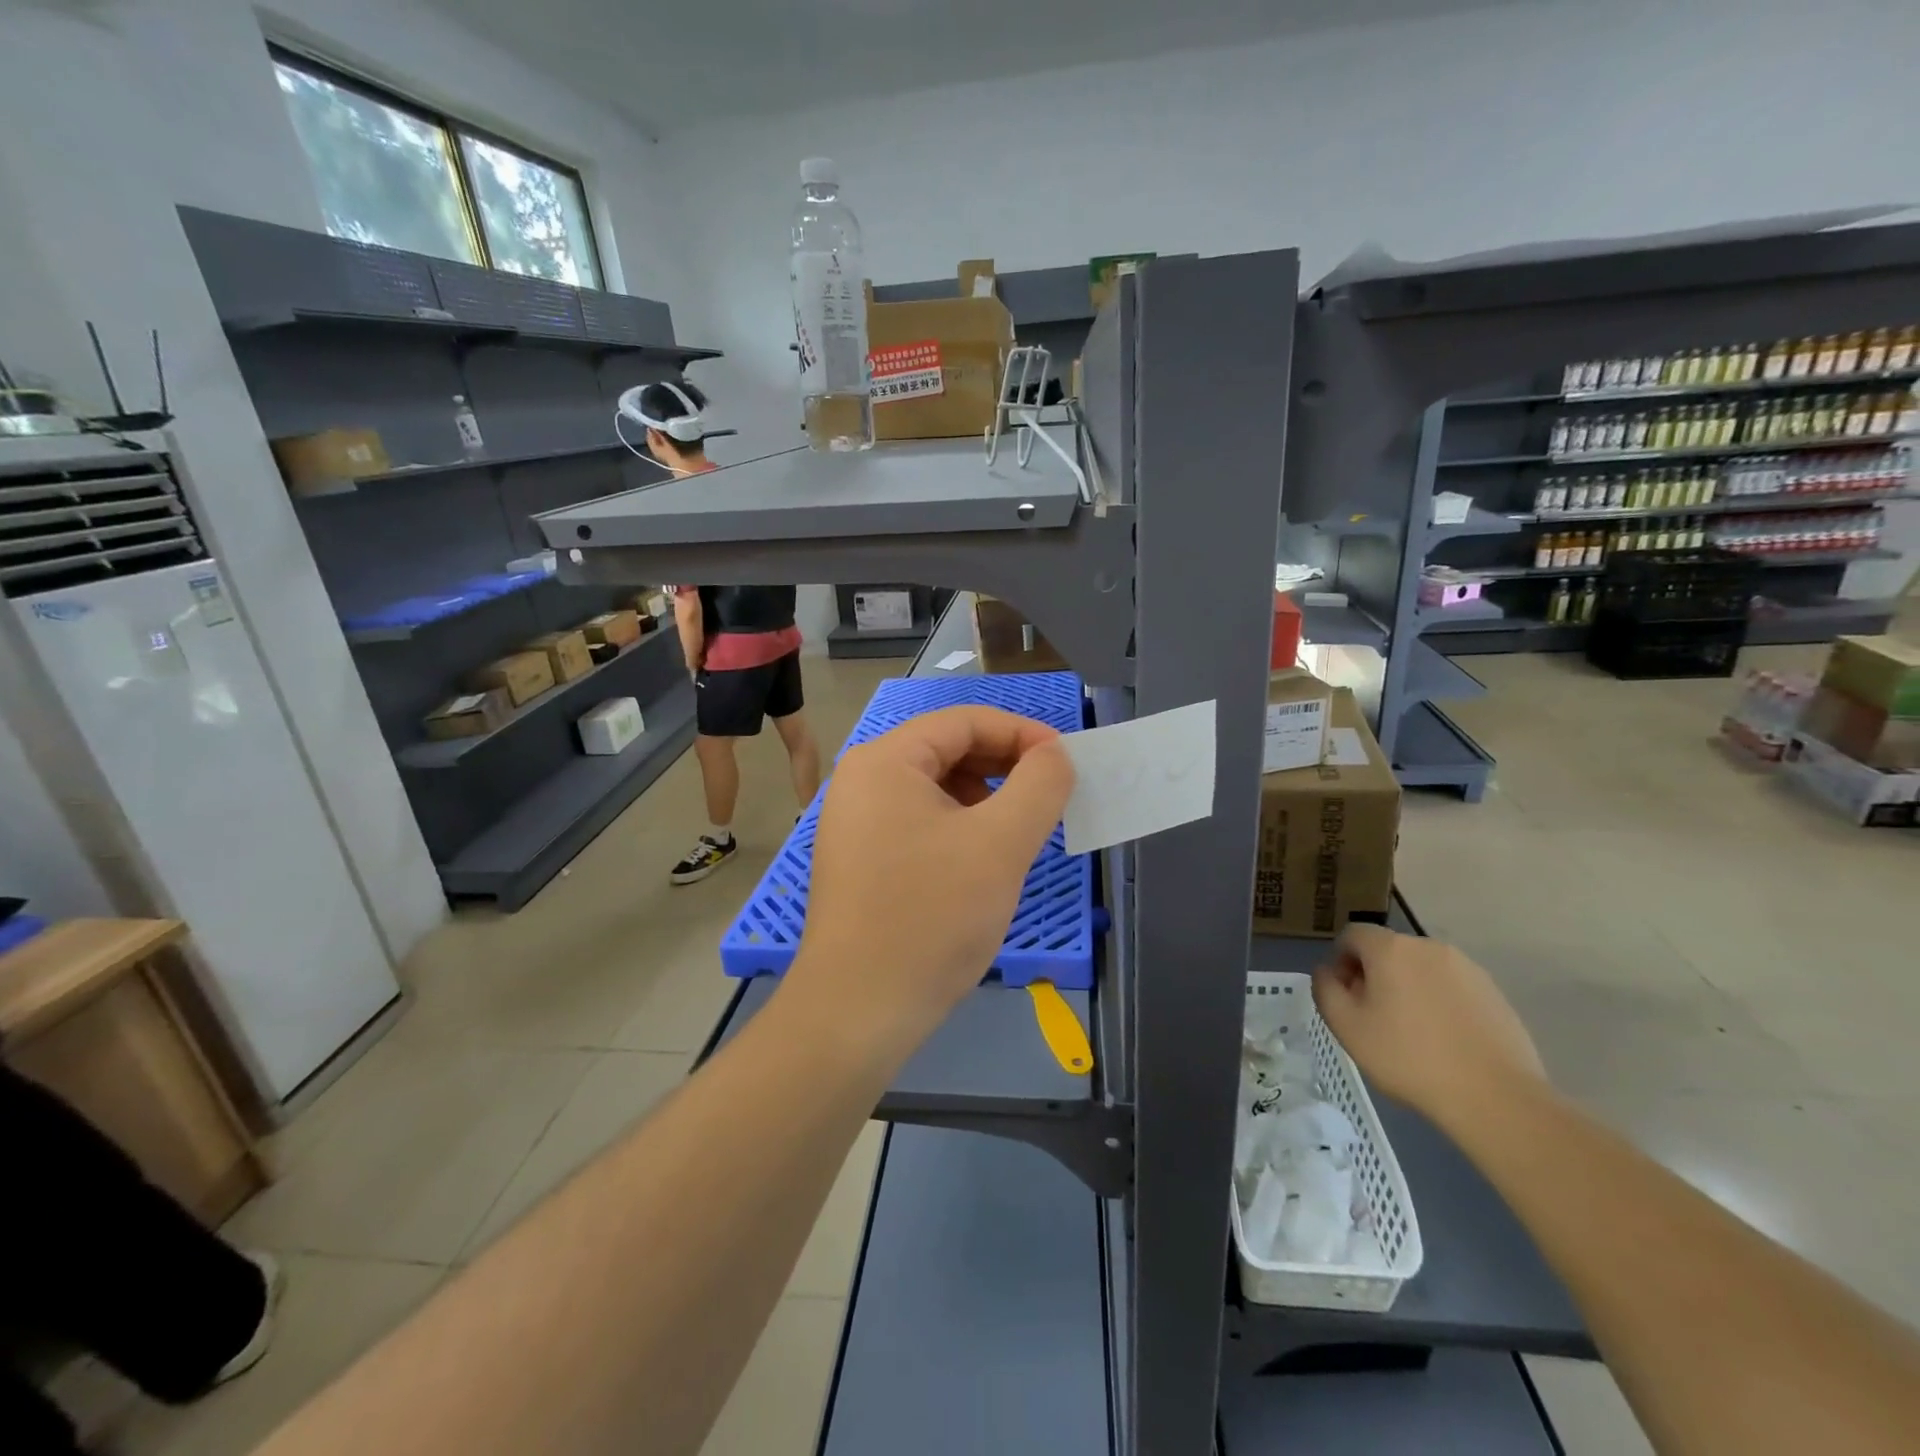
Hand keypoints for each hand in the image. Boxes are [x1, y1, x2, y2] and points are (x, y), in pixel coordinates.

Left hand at [790, 706, 1074, 1046]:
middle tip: (1050, 796)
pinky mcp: (860, 859)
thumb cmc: (931, 916)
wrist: (857, 1011)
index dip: (1022, 733)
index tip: (1066, 762)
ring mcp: (855, 822)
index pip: (964, 721)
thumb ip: (1039, 785)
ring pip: (935, 789)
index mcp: (885, 760)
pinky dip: (960, 827)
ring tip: (1021, 830)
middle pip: (947, 750)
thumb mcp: (1000, 844)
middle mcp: (862, 780)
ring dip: (985, 798)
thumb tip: (1055, 755)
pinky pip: (919, 822)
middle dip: (1004, 765)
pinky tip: (984, 858)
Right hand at [1312, 925, 1547, 1130]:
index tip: (1344, 996)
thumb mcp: (1346, 1026)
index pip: (1352, 935)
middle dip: (1374, 975)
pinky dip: (1439, 1003)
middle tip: (1373, 1016)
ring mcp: (1468, 968)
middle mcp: (1429, 947)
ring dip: (1407, 988)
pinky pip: (1451, 987)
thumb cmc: (1409, 1058)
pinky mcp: (1494, 993)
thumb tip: (1327, 971)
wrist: (1496, 1098)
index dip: (1340, 961)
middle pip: (1388, 950)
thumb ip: (1325, 989)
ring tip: (1411, 1031)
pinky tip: (1444, 1040)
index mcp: (1391, 949)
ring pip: (1421, 969)